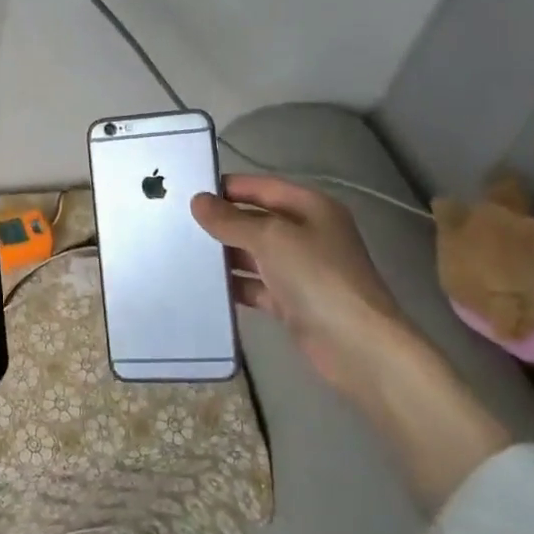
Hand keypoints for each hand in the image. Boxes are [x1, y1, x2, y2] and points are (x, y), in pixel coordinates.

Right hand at [192, 174, 510, 509]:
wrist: (357, 346)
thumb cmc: (317, 277)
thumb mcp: (271, 238)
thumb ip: (231, 220)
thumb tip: (198, 201)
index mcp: (310, 208)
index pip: (261, 187)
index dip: (227, 188)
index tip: (187, 191)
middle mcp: (306, 233)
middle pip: (255, 220)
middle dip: (220, 222)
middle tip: (176, 223)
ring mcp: (300, 269)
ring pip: (253, 254)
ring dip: (223, 255)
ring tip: (181, 252)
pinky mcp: (292, 302)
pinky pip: (255, 286)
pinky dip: (233, 285)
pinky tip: (202, 286)